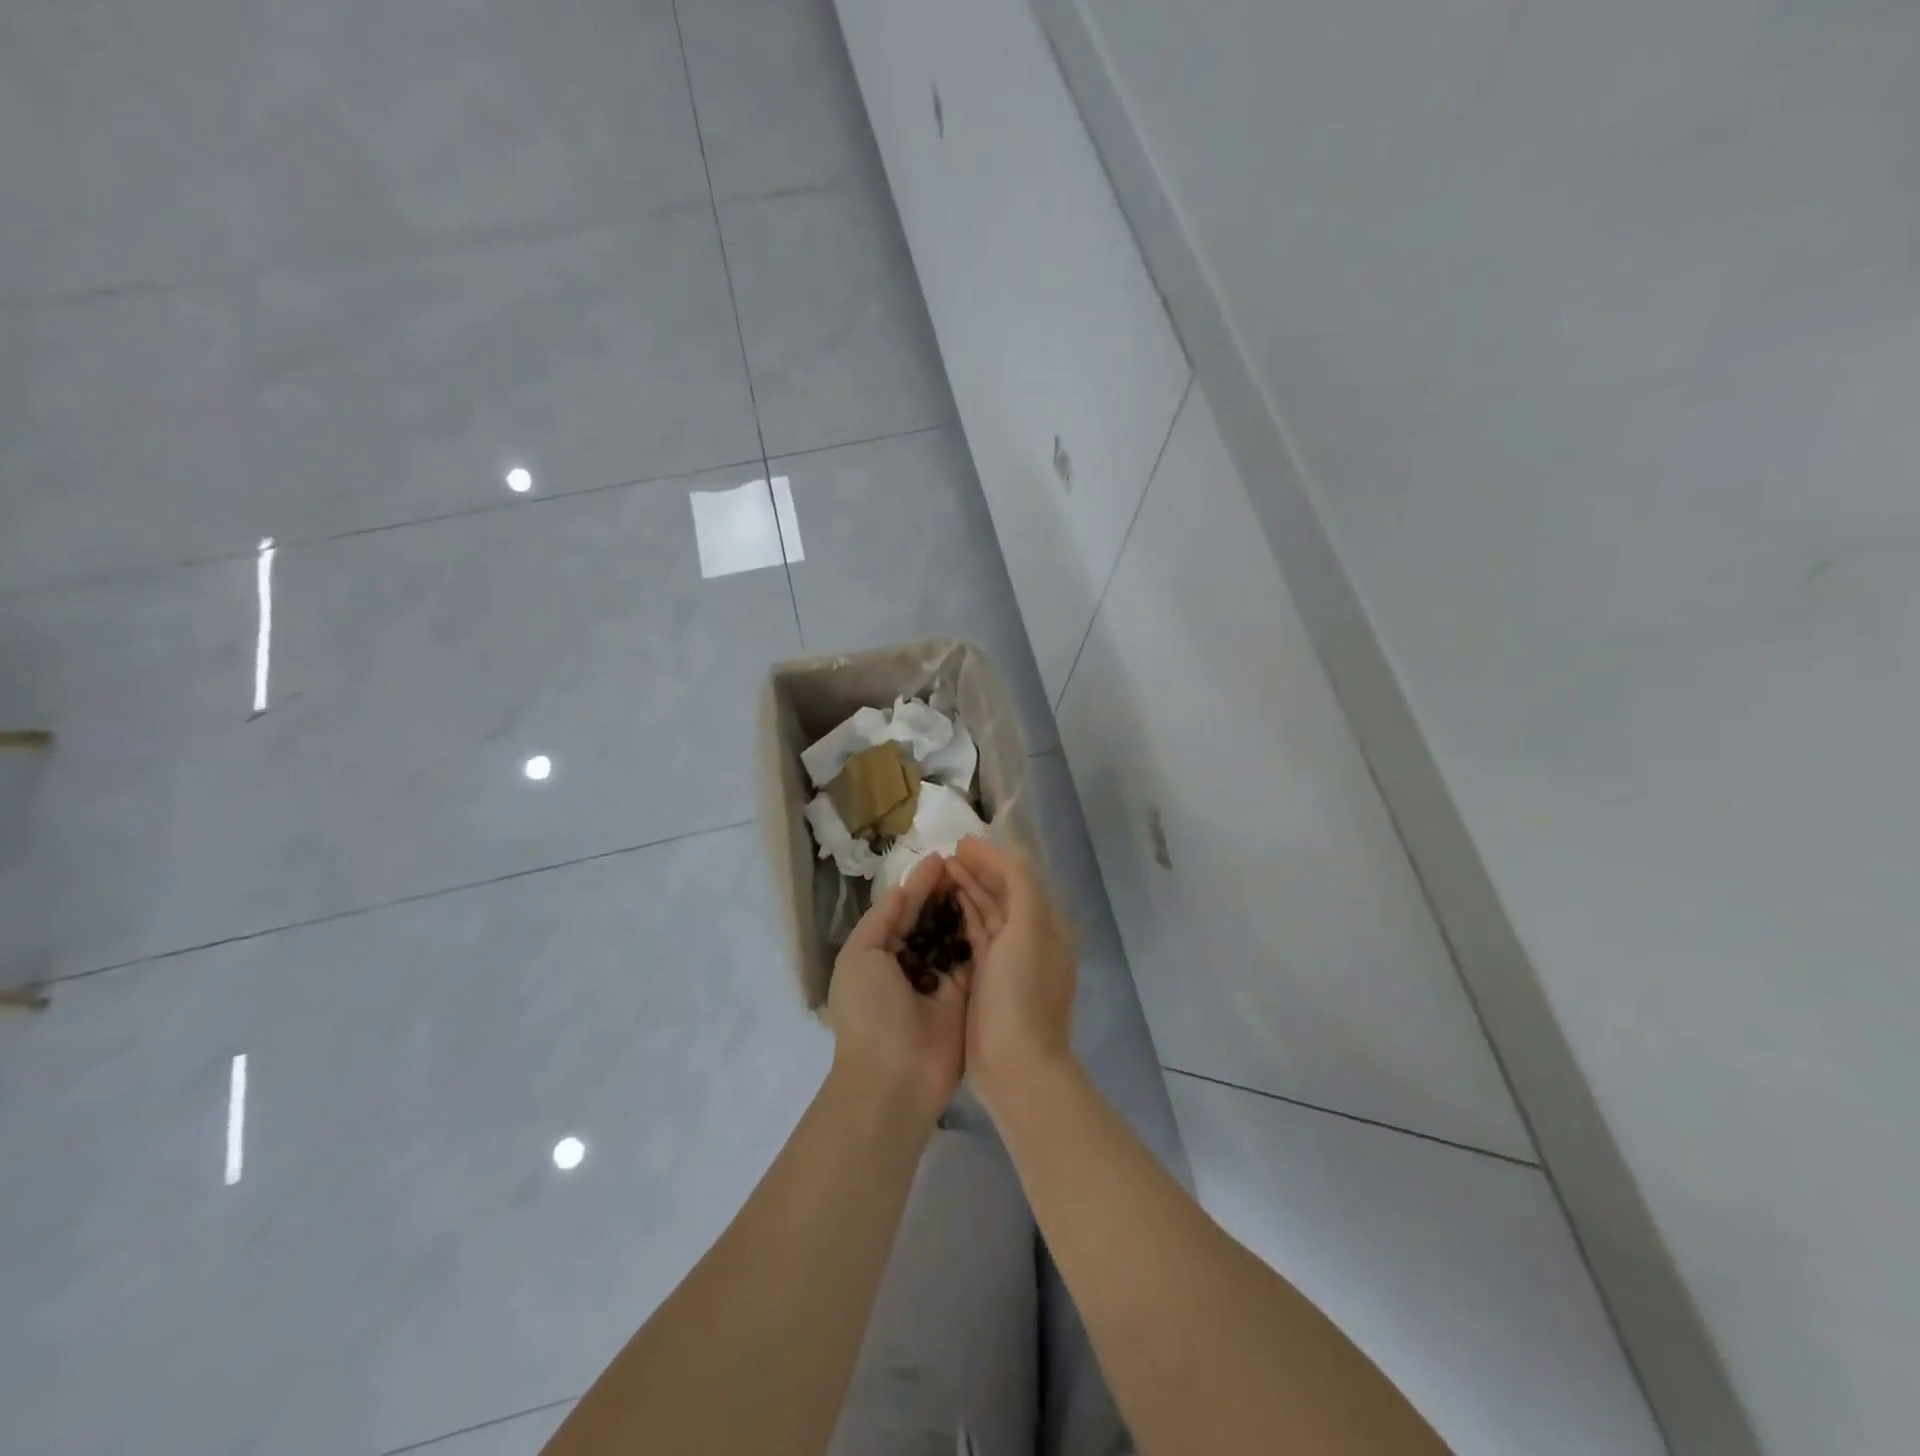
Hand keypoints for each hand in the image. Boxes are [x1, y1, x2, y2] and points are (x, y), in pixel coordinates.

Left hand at [825, 854, 971, 1128]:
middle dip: (945, 893)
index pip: (902, 910)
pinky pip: (973, 959)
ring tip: (984, 879)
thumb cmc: (870, 1011)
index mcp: (878, 954)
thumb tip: (901, 888)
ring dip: (964, 909)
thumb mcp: (860, 956)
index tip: (942, 857)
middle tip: (969, 863)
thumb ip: (881, 919)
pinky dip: (980, 935)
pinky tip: (995, 909)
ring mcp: (939, 981)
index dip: (920, 885)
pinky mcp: (965, 996)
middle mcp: (909, 964)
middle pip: (931, 920)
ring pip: (954, 936)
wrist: (894, 1078)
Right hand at [946, 835, 1077, 1119]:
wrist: (1016, 1065)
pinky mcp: (987, 979)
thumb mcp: (1029, 929)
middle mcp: (1030, 938)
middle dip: (976, 871)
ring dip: (966, 891)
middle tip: (944, 855)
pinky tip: (941, 907)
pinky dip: (961, 918)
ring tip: (938, 873)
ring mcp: (1008, 961)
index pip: (1019, 877)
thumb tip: (1004, 853)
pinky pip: (975, 937)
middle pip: (1002, 893)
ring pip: (986, 914)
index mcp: (1047, 924)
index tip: (960, 842)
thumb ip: (1020, 885)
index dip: (992, 857)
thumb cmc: (1022, 993)